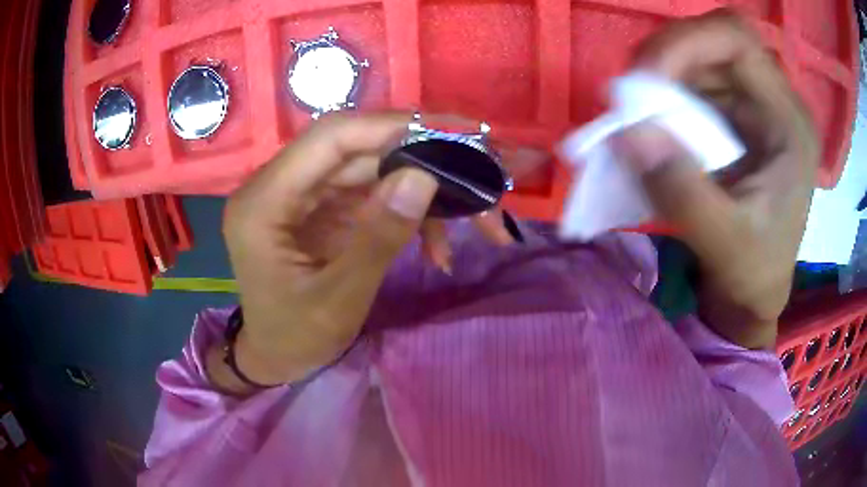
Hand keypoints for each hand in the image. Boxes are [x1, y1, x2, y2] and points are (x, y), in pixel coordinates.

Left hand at [212, 112, 522, 392]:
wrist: (270, 359)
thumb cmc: (291, 339)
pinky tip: (437, 247)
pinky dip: (408, 215)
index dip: (393, 126)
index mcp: (265, 202)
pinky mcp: (321, 211)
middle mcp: (279, 185)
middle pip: (359, 149)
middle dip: (424, 160)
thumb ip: (378, 238)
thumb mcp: (338, 301)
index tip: (456, 133)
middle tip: (483, 172)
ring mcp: (302, 196)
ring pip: (372, 171)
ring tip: (478, 221)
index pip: (331, 137)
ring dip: (424, 193)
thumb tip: (423, 177)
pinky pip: (370, 197)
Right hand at [613, 11, 818, 348]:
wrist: (756, 292)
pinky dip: (667, 95)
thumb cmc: (754, 273)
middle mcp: (776, 102)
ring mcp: (756, 106)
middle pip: (715, 41)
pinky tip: (656, 123)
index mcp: (790, 124)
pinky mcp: (738, 117)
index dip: (686, 42)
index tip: (645, 79)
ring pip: (701, 58)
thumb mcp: (723, 243)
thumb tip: (625, 132)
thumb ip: (681, 191)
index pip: (737, 41)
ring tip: (640, 113)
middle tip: (634, 93)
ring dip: (664, 78)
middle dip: (669, 57)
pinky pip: (696, 84)